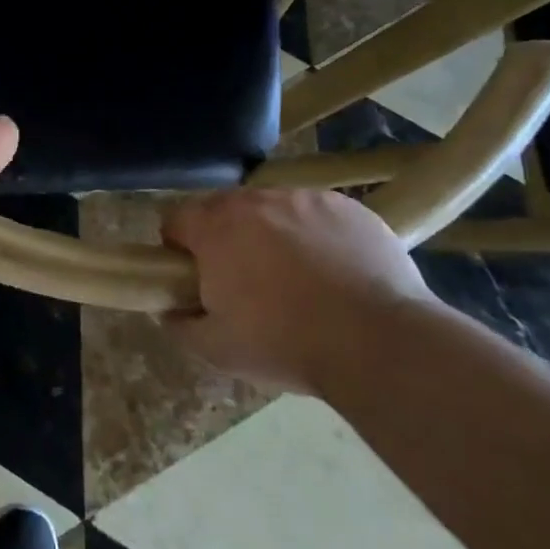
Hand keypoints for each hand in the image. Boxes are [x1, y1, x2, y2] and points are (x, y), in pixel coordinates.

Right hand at [163, 188, 435, 394]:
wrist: (380, 343)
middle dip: (225, 238)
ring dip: (271, 233)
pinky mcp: (347, 207)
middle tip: (244, 281)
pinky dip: (316, 235)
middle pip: (223, 210)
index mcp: (215, 228)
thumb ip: (181, 325)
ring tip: (297, 277)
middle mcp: (254, 201)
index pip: (175, 220)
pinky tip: (334, 271)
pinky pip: (317, 214)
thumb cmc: (286, 344)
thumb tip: (169, 310)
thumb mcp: (217, 349)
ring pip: (272, 209)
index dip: (178, 247)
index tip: (194, 276)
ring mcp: (304, 199)